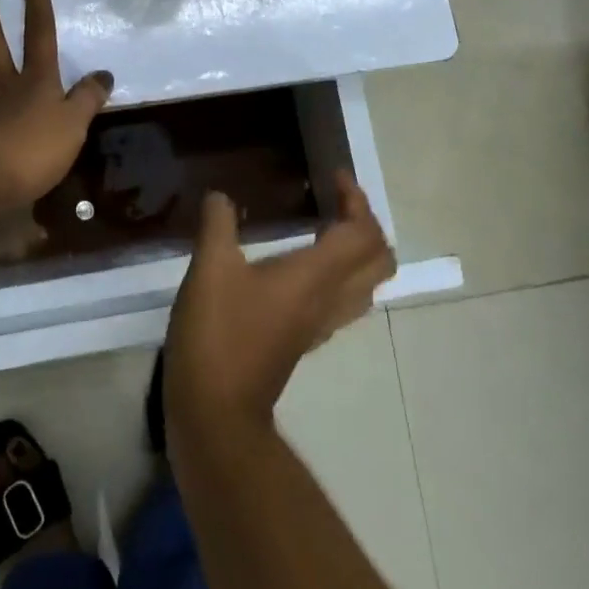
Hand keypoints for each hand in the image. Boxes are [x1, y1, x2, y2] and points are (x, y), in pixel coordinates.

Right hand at [165, 173, 394, 438]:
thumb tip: (221, 195)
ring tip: (326, 228)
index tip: (333, 177)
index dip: (356, 200)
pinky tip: (302, 267)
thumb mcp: (209, 268)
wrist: (216, 411)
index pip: (362, 233)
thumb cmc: (217, 334)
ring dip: (358, 251)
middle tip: (336, 203)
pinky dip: (339, 274)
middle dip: (367, 225)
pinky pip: (343, 301)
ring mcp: (320, 324)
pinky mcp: (304, 340)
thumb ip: (218, 223)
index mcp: (314, 276)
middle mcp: (329, 299)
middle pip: (379, 261)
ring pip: (366, 284)